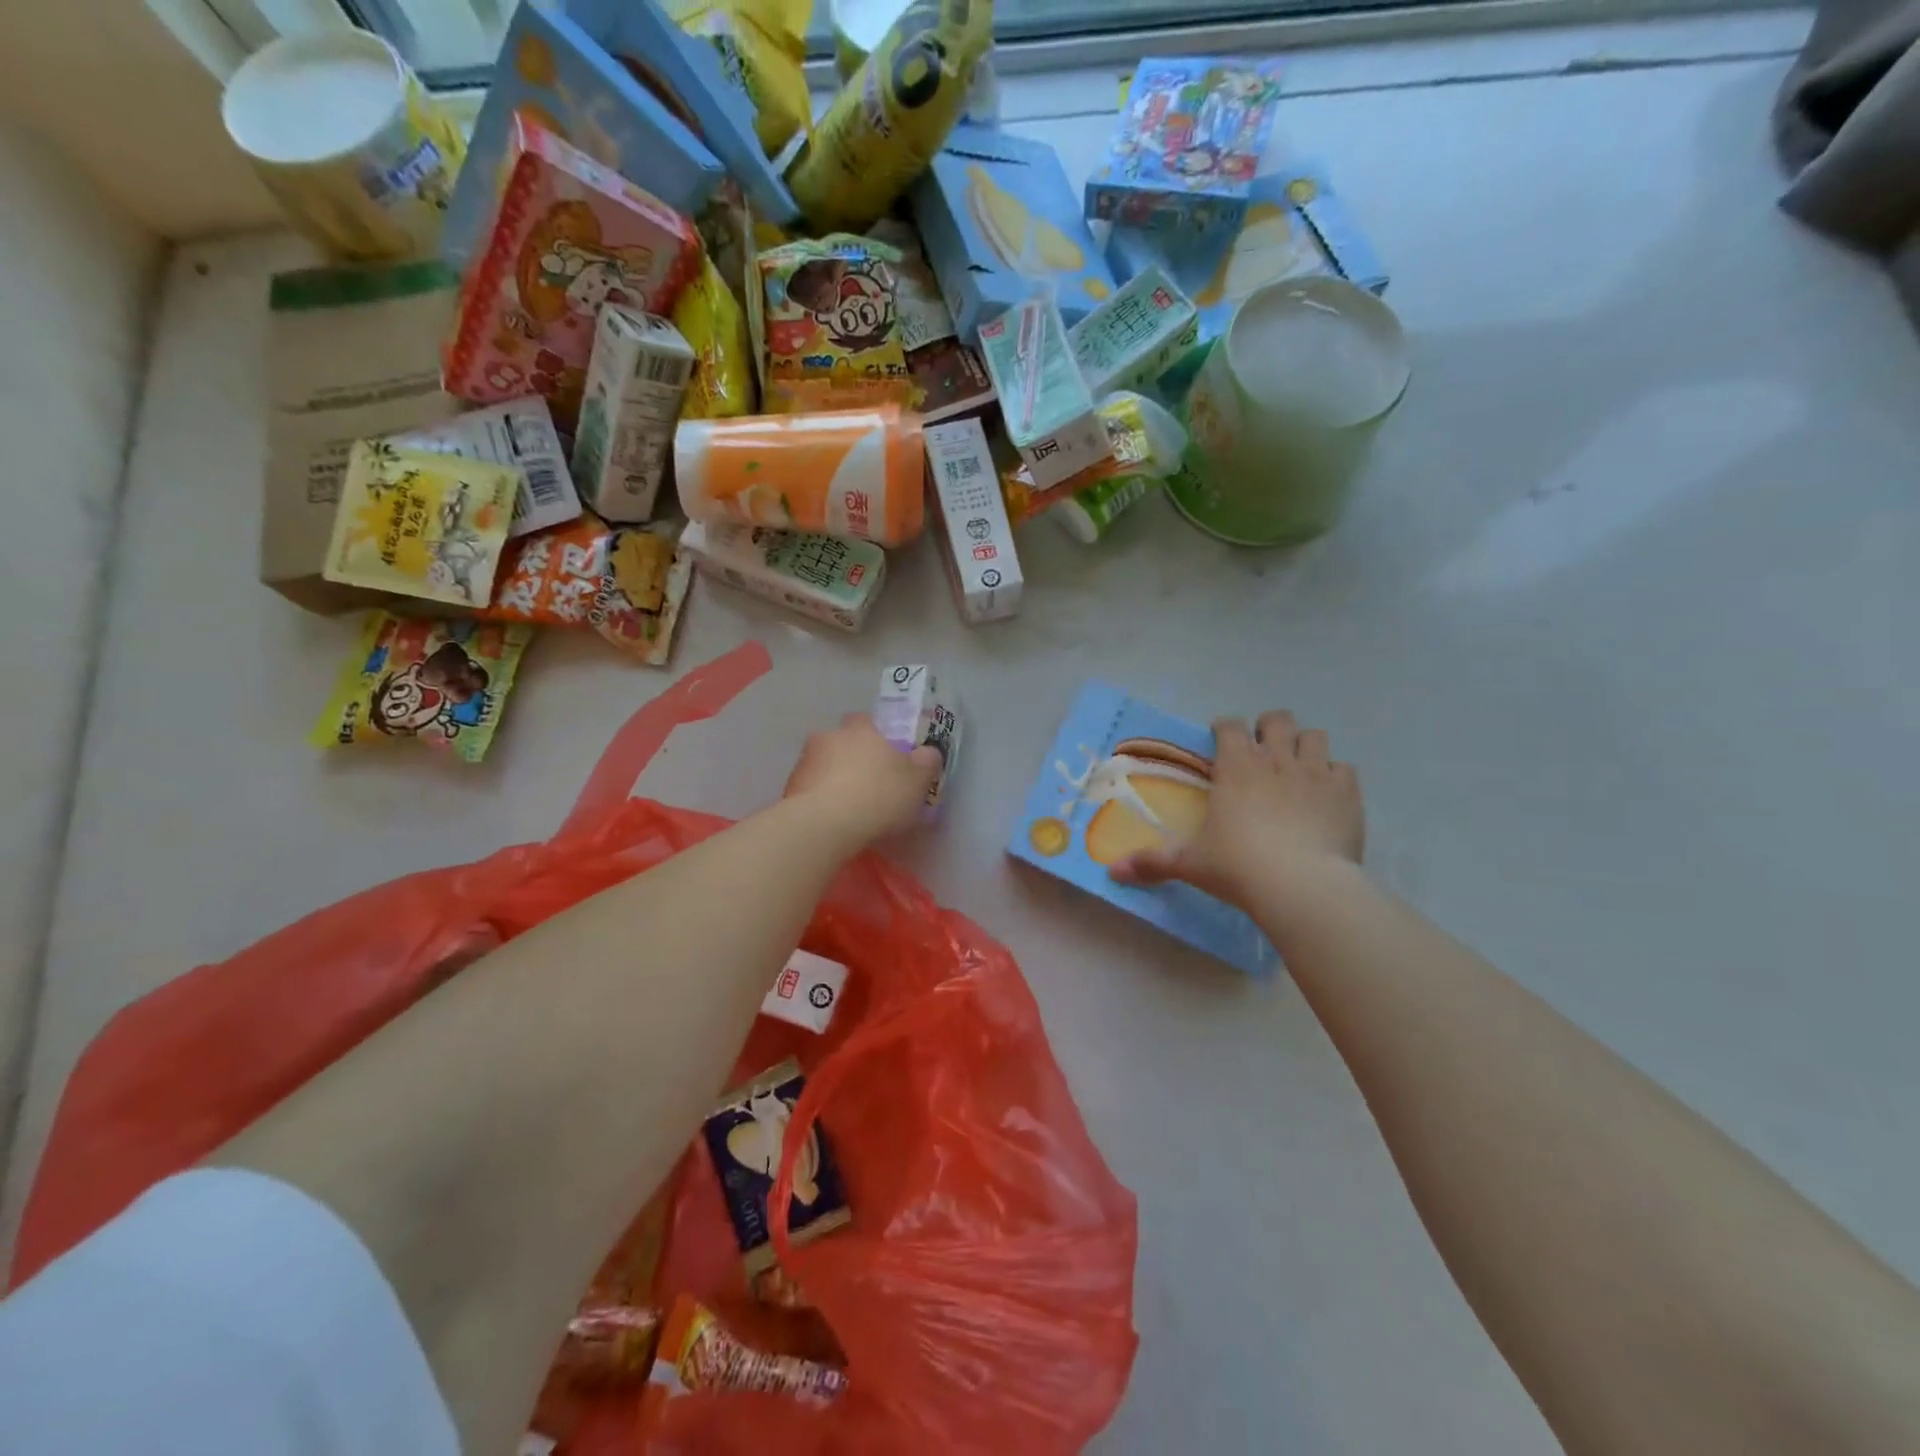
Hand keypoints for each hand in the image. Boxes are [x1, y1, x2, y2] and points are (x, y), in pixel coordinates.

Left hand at [784, 713, 941, 844]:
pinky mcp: (789, 787)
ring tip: (848, 805)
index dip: (878, 737)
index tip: (887, 757)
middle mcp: (830, 736)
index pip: (868, 721)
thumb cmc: (879, 796)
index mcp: (862, 729)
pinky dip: (819, 797)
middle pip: (843, 741)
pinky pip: (810, 787)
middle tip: (868, 781)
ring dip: (833, 777)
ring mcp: (805, 761)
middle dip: (852, 756)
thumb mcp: (918, 781)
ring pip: (824, 764)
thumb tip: (928, 752)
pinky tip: (831, 818)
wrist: (825, 825)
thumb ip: (926, 762)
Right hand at [1111, 711, 1364, 908]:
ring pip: (1315, 736)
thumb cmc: (1238, 867)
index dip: (1225, 729)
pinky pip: (1345, 769)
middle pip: (1277, 719)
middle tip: (1262, 752)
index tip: (1221, 741)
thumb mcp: (1191, 863)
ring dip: (1305, 746)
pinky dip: (1335, 777)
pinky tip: (1327, 797)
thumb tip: (1113, 871)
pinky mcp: (1347, 793)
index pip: (1230, 726)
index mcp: (1236, 766)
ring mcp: (1316, 772)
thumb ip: (1154, 862)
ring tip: (1297, 768)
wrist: (1302, 885)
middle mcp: (1276, 758)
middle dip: (1269, 728)